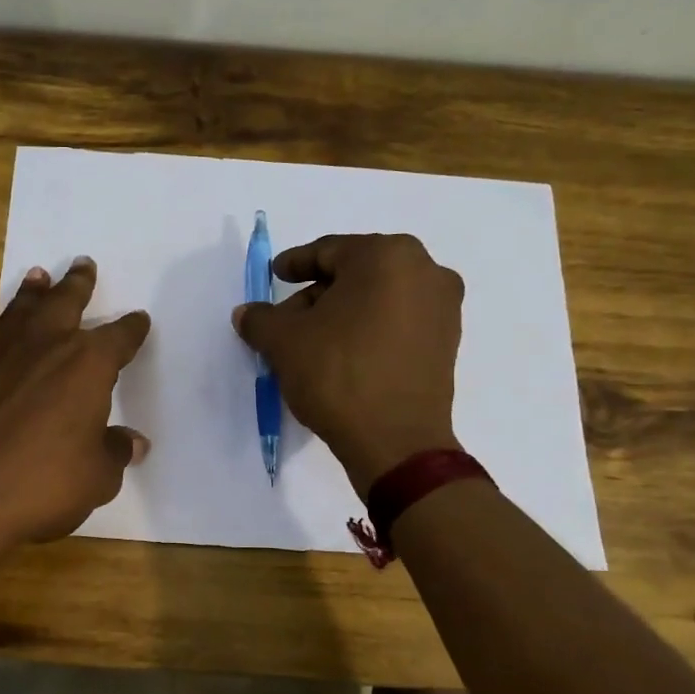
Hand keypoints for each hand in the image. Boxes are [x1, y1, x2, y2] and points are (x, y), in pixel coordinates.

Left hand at [0, 258, 150, 553]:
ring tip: (38, 276)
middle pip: (65, 303)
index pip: (119, 337)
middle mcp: (44, 346)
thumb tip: (133, 443)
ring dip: (32, 293)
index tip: (139, 320)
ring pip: (20, 310)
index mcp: (87, 364)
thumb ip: (115, 452)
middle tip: (83, 264)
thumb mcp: (97, 477)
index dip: (132, 328)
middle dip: (78, 284)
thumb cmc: (42, 485)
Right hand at [233, 233, 463, 491]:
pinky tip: (342, 354)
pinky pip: (398, 322)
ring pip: (378, 298)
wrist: (395, 441)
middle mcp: (425, 271)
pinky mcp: (447, 343)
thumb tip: (247, 313)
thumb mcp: (284, 342)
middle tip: (287, 318)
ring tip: (311, 341)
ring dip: (343, 313)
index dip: (295, 263)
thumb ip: (261, 319)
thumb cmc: (338, 374)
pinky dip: (369, 330)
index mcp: (387, 256)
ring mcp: (443, 308)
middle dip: (318, 294)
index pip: (329, 251)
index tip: (275, 274)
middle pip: (356, 274)